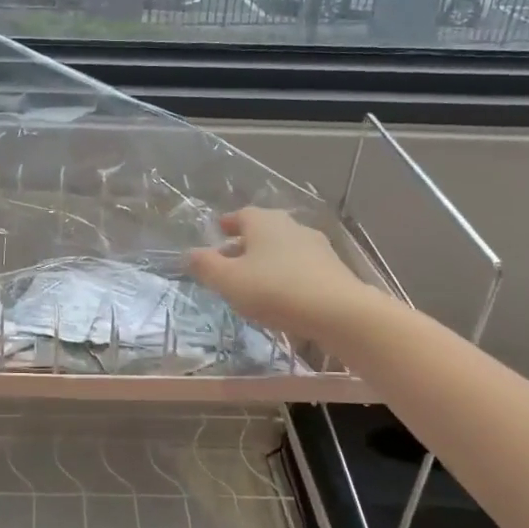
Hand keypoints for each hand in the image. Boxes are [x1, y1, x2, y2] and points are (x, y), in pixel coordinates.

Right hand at [187, 208, 369, 339]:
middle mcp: (290, 226)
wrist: (339, 312)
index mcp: (263, 222)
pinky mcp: (333, 268)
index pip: (240, 215)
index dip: (227, 224)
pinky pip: (301, 266)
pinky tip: (282, 295)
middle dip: (245, 244)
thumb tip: (189, 253)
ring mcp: (316, 246)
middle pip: (263, 231)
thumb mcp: (228, 281)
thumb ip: (206, 266)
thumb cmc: (275, 290)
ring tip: (254, 282)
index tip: (217, 233)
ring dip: (268, 260)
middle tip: (231, 261)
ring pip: (283, 249)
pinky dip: (287, 274)